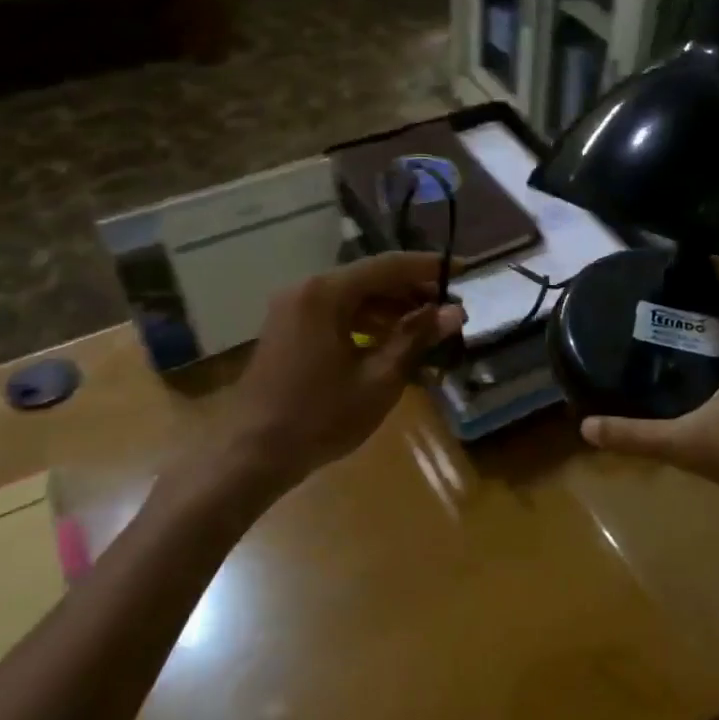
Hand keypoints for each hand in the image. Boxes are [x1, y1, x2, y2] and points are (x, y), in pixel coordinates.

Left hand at [222, 253, 464, 482]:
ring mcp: (293, 309)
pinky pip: (335, 313)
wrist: (253, 453)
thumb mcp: (379, 380)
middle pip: (369, 278)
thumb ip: (416, 339)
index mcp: (326, 293)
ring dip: (390, 309)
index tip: (465, 271)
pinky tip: (390, 343)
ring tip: (428, 329)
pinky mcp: (288, 329)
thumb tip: (454, 312)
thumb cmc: (321, 417)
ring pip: (353, 296)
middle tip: (449, 310)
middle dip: (411, 292)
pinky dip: (365, 322)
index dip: (429, 268)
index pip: (388, 266)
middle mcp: (306, 289)